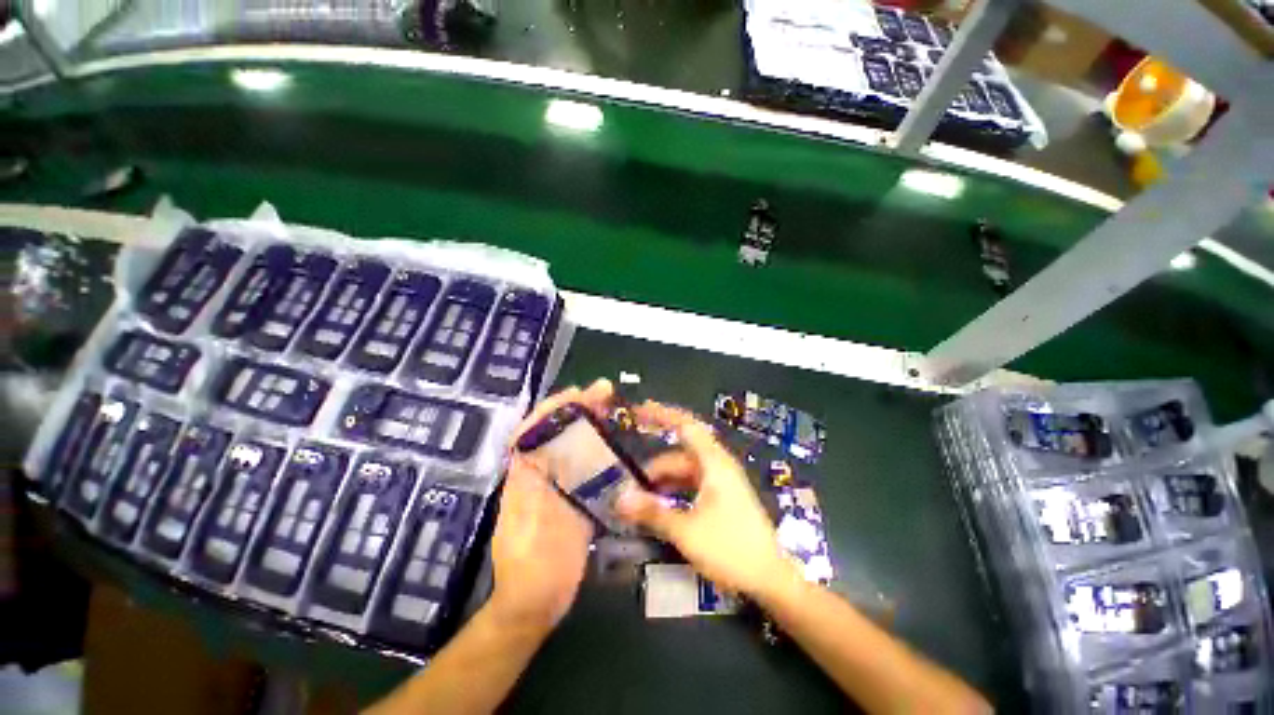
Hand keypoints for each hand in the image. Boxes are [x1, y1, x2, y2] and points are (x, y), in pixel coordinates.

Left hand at [486, 380, 614, 633]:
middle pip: (556, 433)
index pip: (532, 431)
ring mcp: (556, 488)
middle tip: (604, 393)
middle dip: (576, 409)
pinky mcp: (571, 500)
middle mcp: (538, 476)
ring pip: (571, 447)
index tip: (576, 393)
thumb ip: (529, 492)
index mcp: (524, 479)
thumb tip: (527, 451)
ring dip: (589, 425)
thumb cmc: (533, 569)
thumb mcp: (531, 531)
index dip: (551, 408)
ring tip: (611, 409)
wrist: (534, 605)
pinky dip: (598, 450)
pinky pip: (584, 467)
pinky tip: (616, 444)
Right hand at [615, 401, 797, 598]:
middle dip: (653, 467)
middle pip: (679, 455)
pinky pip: (691, 486)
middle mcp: (717, 465)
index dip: (662, 415)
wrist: (770, 580)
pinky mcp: (721, 498)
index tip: (638, 411)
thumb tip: (618, 498)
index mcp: (714, 462)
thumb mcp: (686, 530)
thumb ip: (652, 512)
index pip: (686, 425)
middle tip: (626, 482)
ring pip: (684, 472)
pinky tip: (658, 509)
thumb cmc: (731, 548)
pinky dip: (673, 493)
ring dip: (661, 483)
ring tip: (637, 502)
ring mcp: (721, 482)